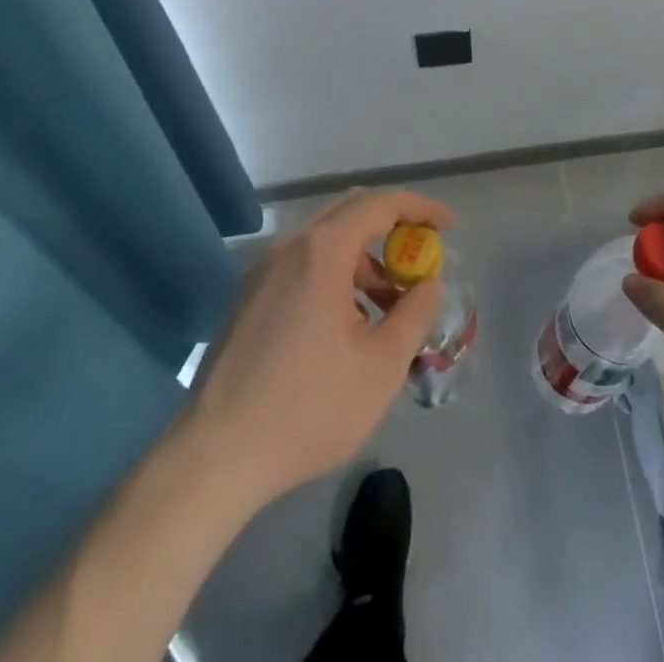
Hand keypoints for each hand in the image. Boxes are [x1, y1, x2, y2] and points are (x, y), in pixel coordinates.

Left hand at [185, 189, 454, 502]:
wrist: (214, 457)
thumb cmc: (307, 408)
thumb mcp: (381, 366)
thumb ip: (414, 315)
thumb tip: (427, 284)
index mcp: (322, 251)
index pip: (381, 204)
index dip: (420, 208)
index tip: (448, 225)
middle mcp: (290, 247)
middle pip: (351, 213)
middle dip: (393, 227)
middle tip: (422, 255)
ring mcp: (263, 272)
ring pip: (325, 242)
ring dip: (364, 259)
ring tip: (387, 308)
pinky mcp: (248, 299)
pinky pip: (302, 265)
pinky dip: (335, 275)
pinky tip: (346, 325)